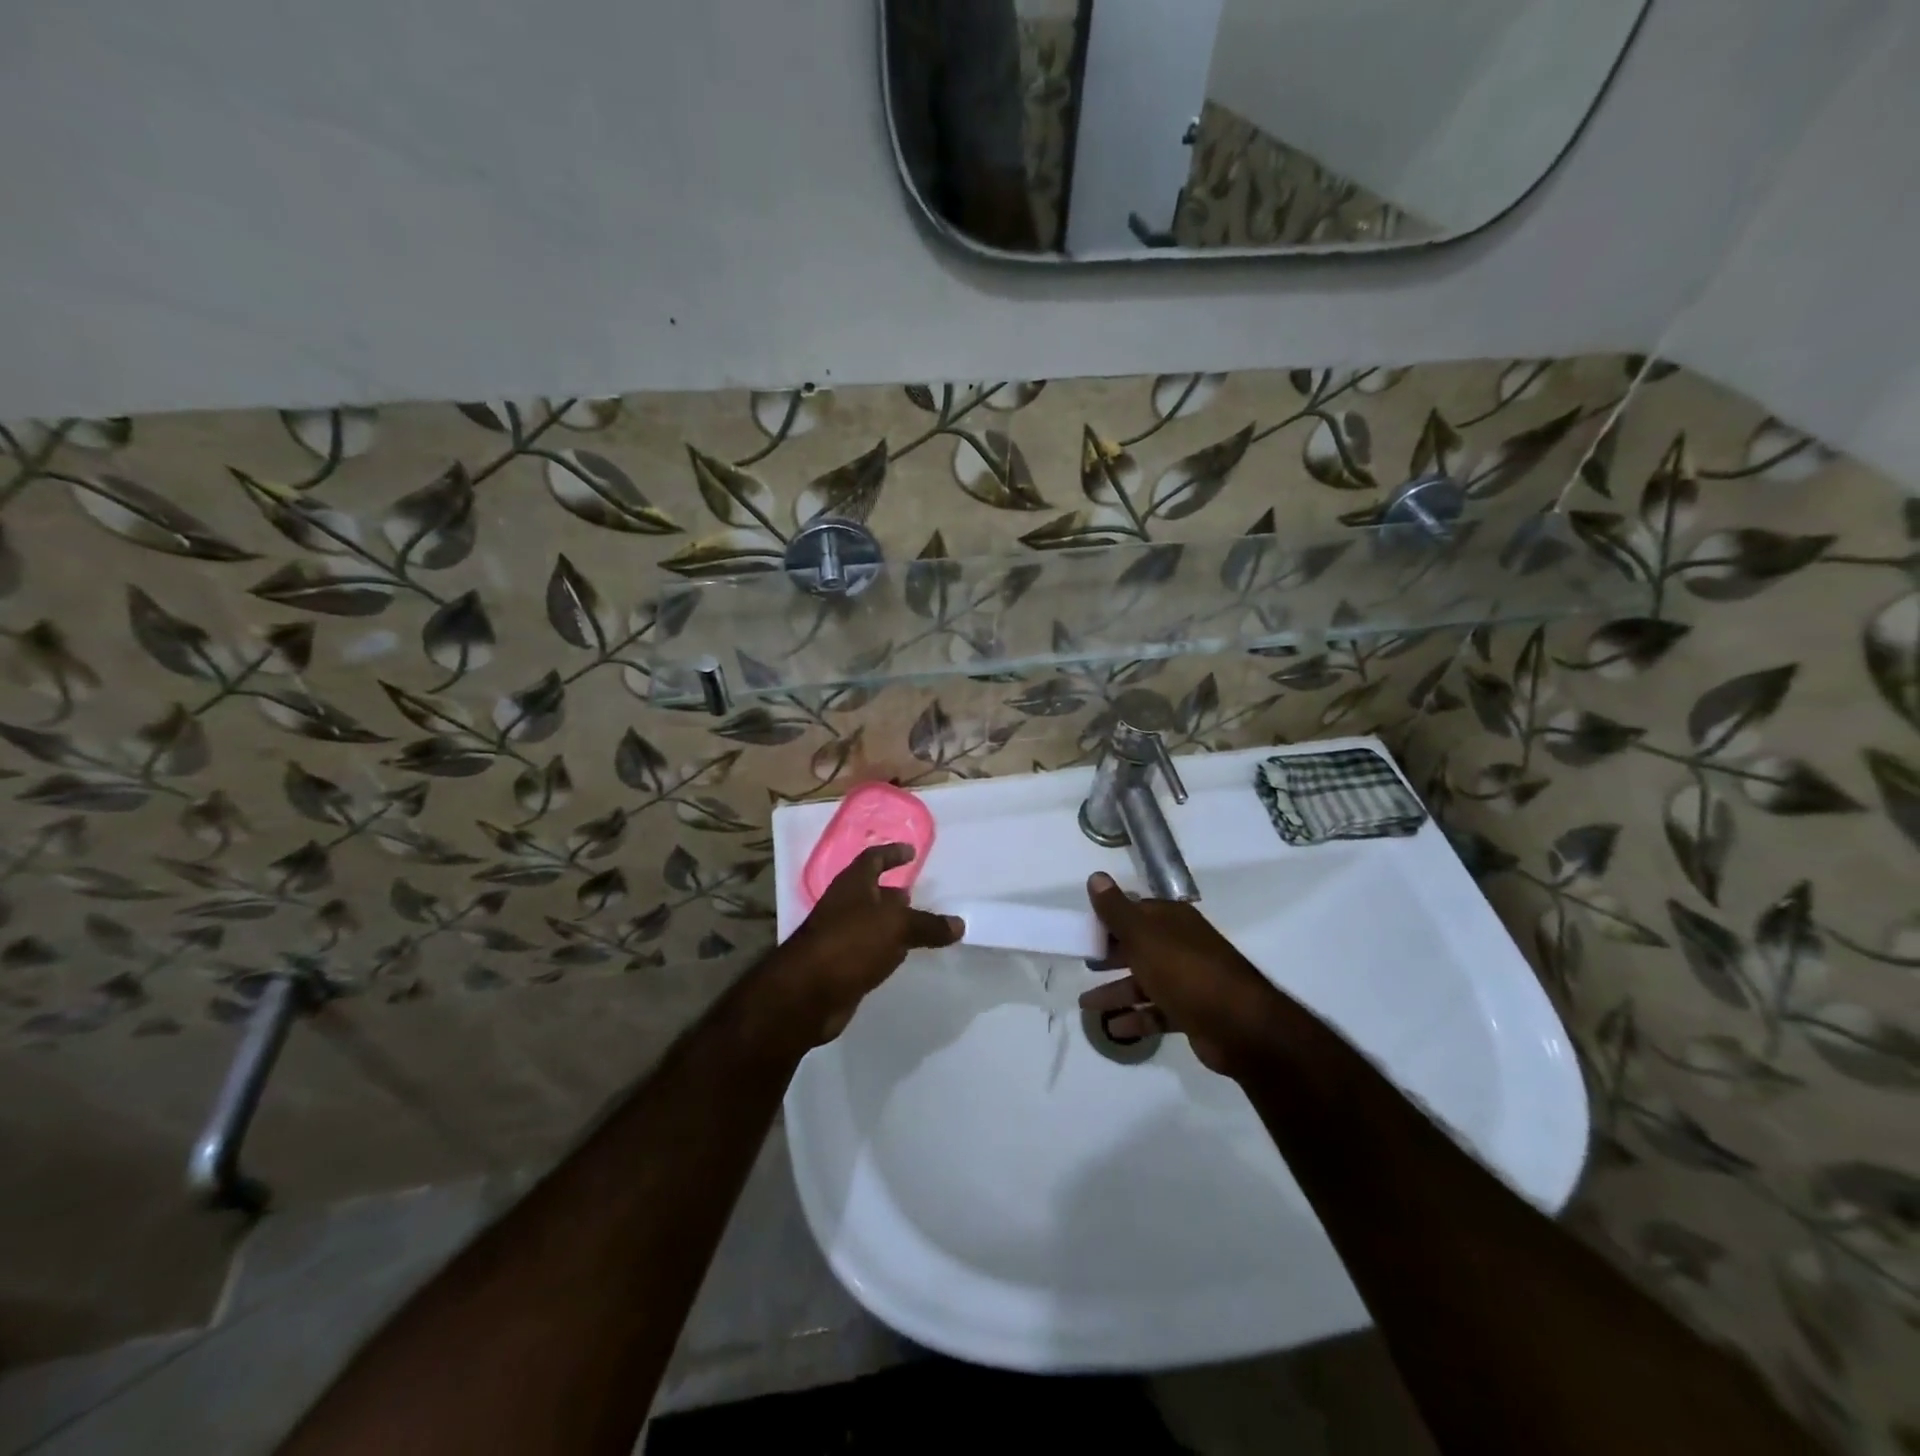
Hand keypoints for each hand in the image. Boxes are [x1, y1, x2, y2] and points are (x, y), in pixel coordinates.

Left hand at [760, 843, 962, 1047]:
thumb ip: (928, 925)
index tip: (911, 852)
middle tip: (919, 894)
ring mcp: (840, 936)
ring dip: (891, 922)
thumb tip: (959, 924)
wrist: (807, 993)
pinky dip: (886, 949)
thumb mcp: (896, 926)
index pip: (873, 858)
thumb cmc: (851, 943)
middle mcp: (844, 905)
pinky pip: (869, 949)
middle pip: (871, 891)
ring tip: (918, 926)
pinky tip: (901, 956)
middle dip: (893, 892)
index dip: (892, 853)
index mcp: (853, 884)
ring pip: (871, 923)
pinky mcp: (842, 965)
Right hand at [1079, 871, 1295, 1078]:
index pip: (1134, 911)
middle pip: (1138, 947)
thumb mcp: (1144, 936)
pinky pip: (1157, 1012)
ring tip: (1086, 1005)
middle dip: (1110, 956)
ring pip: (1144, 981)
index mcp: (1172, 921)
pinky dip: (1136, 1018)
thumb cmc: (1186, 972)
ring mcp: (1188, 980)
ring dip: (1116, 992)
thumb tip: (1095, 876)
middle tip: (1083, 964)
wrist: (1240, 1026)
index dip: (1108, 920)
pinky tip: (1113, 1027)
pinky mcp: (1192, 1012)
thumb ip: (1116, 909)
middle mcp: (1181, 945)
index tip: (1083, 931)